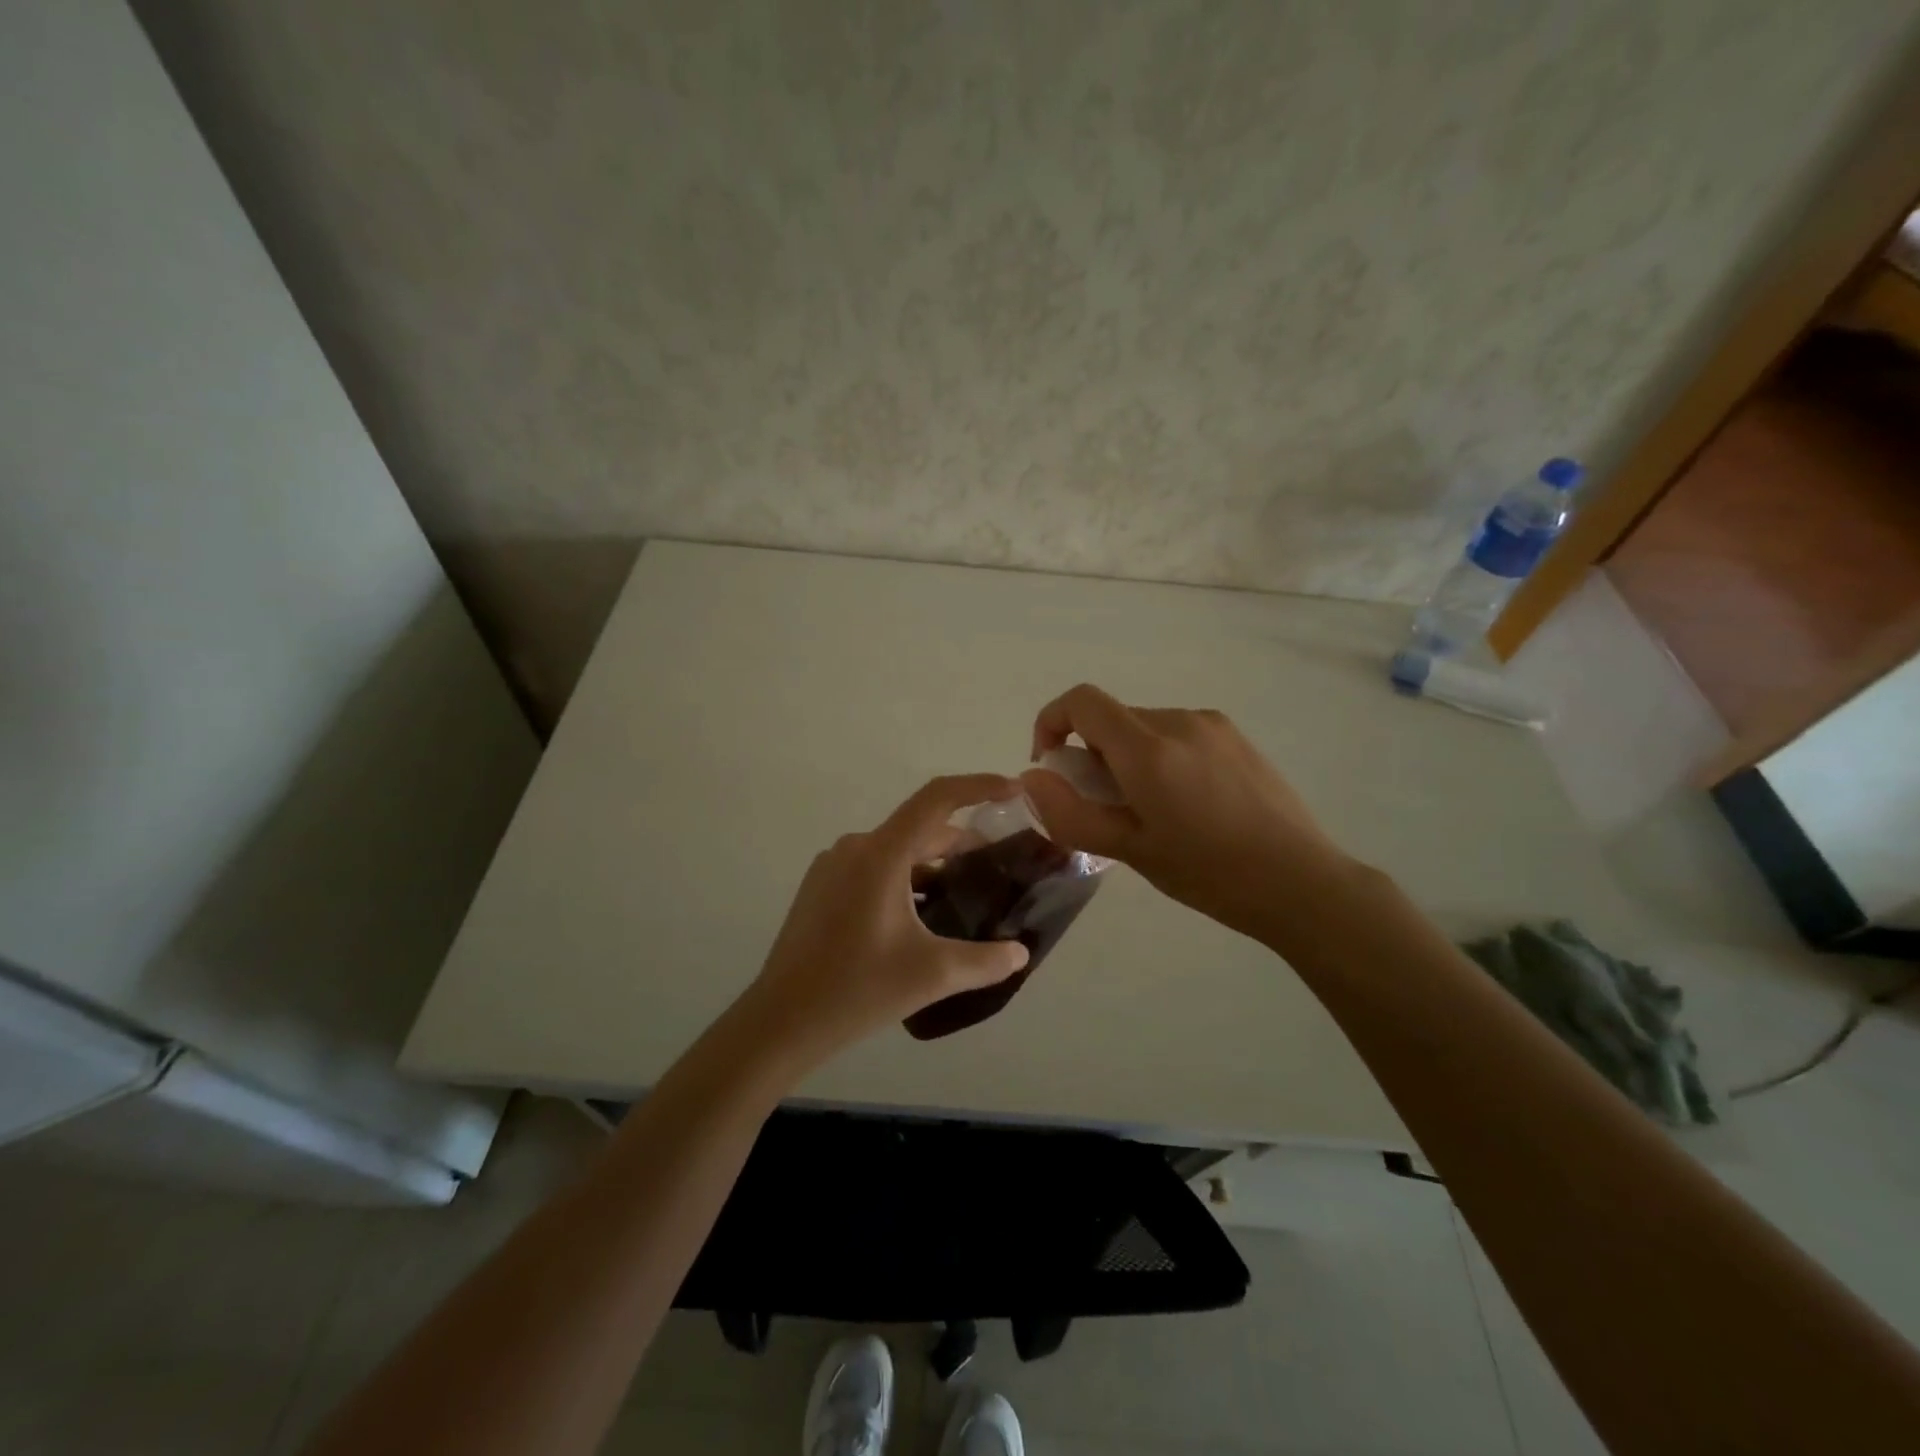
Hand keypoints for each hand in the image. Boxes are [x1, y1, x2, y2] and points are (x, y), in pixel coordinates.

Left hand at [738, 774, 1031, 1066]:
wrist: (780, 1021)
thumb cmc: (857, 989)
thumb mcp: (931, 975)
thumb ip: (985, 961)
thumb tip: (1020, 953)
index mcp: (881, 854)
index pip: (937, 799)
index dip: (979, 787)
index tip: (1014, 791)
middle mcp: (856, 847)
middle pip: (920, 828)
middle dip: (963, 842)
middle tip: (999, 865)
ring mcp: (833, 866)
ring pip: (897, 851)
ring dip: (934, 864)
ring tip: (967, 893)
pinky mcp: (822, 887)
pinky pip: (875, 868)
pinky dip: (906, 878)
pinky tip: (924, 914)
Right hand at [1020, 684, 1354, 943]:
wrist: (1301, 881)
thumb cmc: (1209, 872)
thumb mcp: (1129, 851)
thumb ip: (1070, 813)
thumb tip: (1032, 779)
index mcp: (1148, 748)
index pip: (1082, 701)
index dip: (1052, 722)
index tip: (1052, 766)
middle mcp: (1179, 721)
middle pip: (1113, 718)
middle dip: (1092, 754)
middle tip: (1106, 807)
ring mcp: (1213, 725)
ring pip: (1145, 727)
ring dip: (1128, 757)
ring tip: (1152, 812)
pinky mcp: (1236, 737)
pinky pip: (1178, 734)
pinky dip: (1161, 757)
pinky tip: (1188, 805)